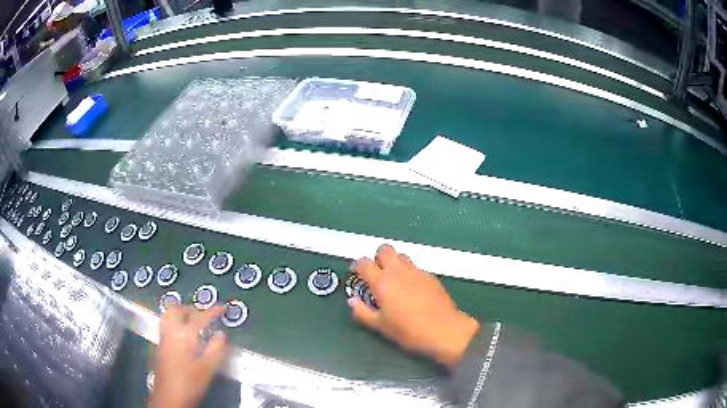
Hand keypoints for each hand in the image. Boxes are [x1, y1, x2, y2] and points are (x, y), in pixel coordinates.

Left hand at [149, 306, 228, 407]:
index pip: (199, 317)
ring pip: (168, 316)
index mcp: (184, 335)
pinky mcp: (160, 347)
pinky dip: (176, 323)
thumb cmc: (190, 382)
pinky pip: (167, 326)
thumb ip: (216, 349)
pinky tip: (184, 336)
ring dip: (180, 314)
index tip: (222, 307)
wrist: (168, 397)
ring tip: (193, 322)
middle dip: (190, 308)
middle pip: (176, 310)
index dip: (211, 311)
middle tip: (203, 315)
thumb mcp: (208, 368)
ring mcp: (163, 339)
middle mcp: (171, 332)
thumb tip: (222, 334)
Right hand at [348, 245, 479, 369]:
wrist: (443, 329)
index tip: (356, 272)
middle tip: (377, 273)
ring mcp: (416, 271)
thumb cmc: (408, 330)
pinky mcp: (430, 276)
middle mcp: (398, 271)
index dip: (357, 265)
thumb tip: (352, 301)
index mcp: (382, 282)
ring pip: (401, 255)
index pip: (364, 263)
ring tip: (394, 279)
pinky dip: (408, 271)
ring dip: (394, 262)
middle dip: (377, 257)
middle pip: (384, 249)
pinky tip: (411, 288)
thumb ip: (362, 312)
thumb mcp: (380, 326)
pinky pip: (415, 266)